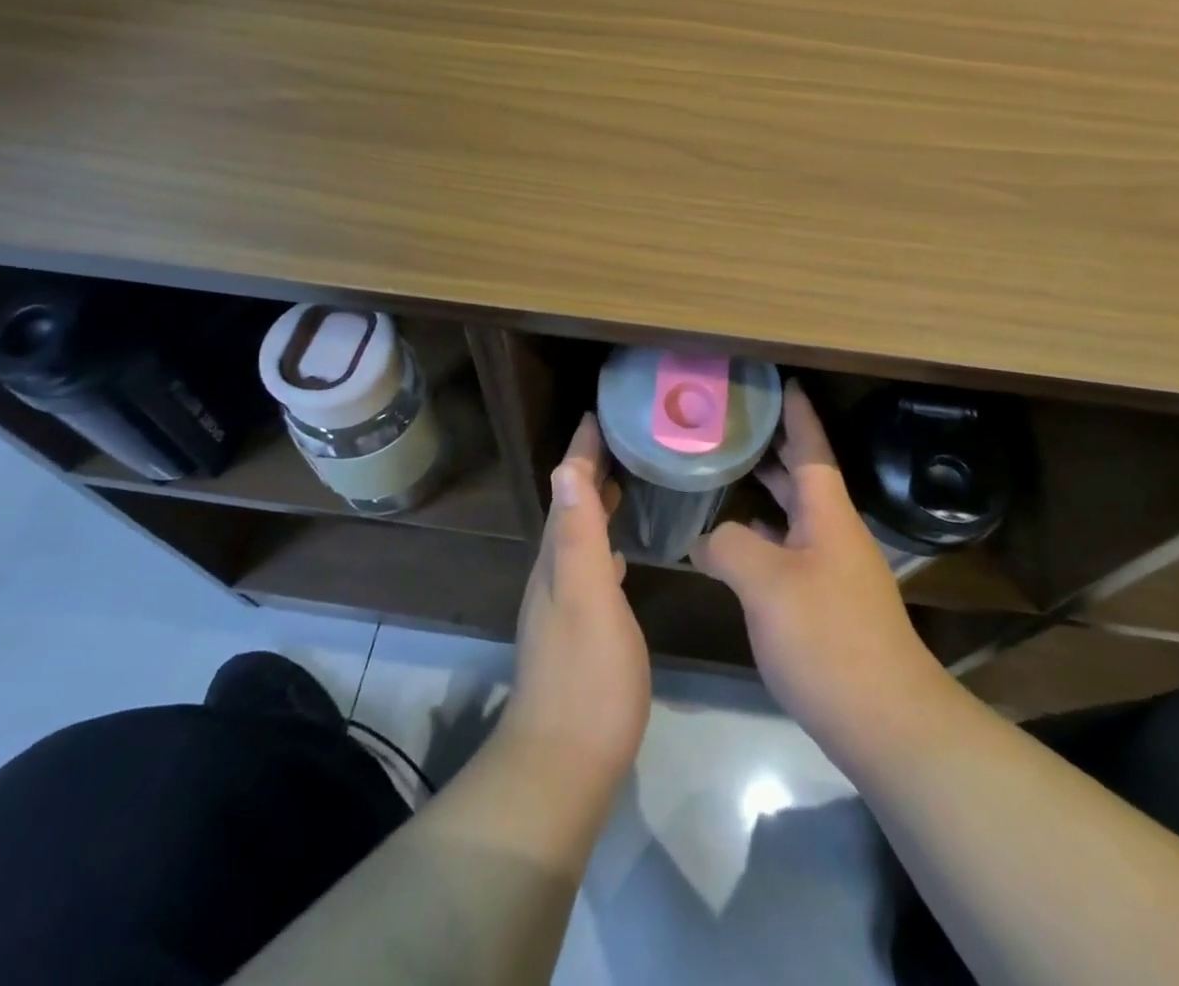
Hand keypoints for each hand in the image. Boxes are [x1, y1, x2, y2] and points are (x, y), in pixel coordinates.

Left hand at [502, 415, 651, 790]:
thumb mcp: (586, 598)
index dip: (581, 454)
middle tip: (620, 440)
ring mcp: (564, 605)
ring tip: (624, 483)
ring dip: (597, 505)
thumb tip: (566, 469)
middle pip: (571, 508)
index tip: (598, 416)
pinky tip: (622, 554)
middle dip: (590, 471)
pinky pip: (592, 567)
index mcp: (556, 560)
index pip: (568, 491)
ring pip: (580, 537)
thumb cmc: (586, 677)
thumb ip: (578, 536)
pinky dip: (604, 545)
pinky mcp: (579, 631)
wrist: (563, 762)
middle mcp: (553, 575)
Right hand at [691, 381, 950, 755]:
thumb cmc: (828, 639)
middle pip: (804, 478)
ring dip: (767, 493)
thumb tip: (706, 538)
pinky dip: (764, 537)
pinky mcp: (829, 605)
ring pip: (796, 516)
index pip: (812, 449)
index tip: (785, 383)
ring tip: (728, 473)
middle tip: (737, 424)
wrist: (886, 721)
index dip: (798, 415)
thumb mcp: (766, 584)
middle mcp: (834, 534)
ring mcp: (834, 571)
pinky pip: (790, 551)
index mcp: (828, 515)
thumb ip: (729, 547)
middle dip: (775, 448)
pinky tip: (737, 545)